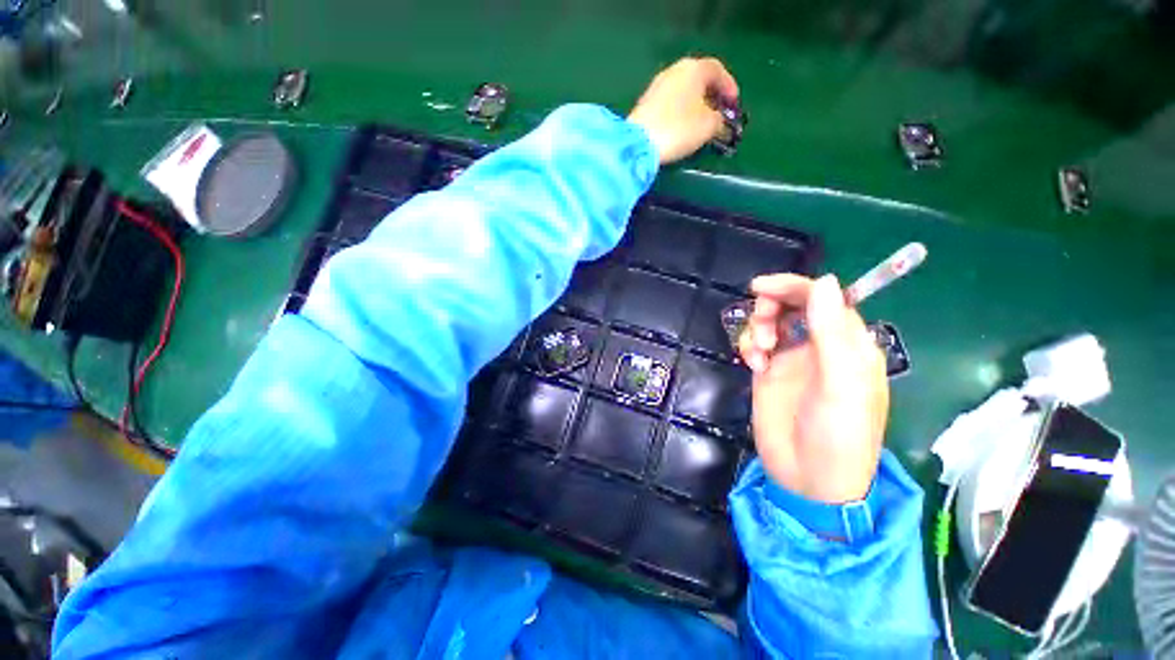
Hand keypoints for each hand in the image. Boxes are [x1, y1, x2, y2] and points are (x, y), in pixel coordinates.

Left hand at [628, 57, 738, 164]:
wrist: (639, 143)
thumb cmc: (678, 129)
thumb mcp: (708, 125)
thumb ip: (719, 120)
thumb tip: (718, 121)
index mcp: (693, 69)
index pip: (717, 70)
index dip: (729, 87)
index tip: (734, 105)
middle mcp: (674, 71)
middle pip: (698, 79)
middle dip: (711, 96)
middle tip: (719, 113)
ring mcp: (657, 86)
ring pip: (683, 91)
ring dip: (695, 105)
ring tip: (701, 123)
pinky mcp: (645, 103)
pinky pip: (670, 103)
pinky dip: (680, 111)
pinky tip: (682, 127)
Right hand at [739, 274, 888, 503]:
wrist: (808, 478)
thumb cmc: (837, 435)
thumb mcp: (840, 384)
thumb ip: (832, 332)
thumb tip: (825, 281)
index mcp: (848, 344)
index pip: (824, 299)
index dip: (794, 287)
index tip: (761, 287)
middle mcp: (820, 346)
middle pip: (793, 306)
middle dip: (772, 307)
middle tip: (762, 326)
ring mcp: (792, 359)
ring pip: (771, 322)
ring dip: (758, 328)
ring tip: (757, 352)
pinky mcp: (769, 372)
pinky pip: (755, 344)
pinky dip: (749, 346)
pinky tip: (753, 365)